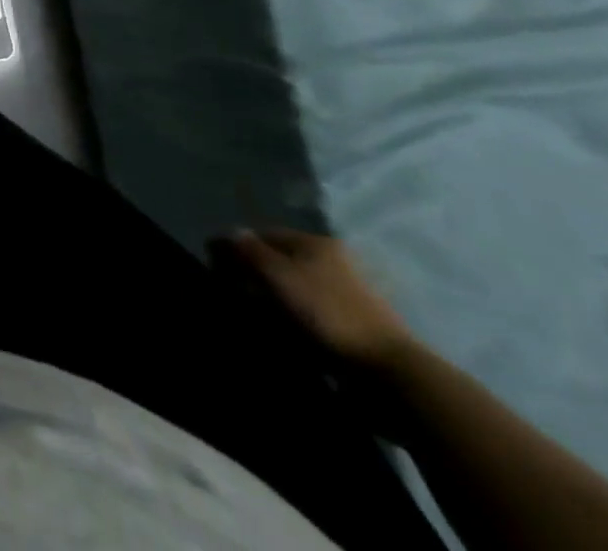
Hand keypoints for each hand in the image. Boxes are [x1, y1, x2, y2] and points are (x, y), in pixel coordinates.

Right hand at [229, 228, 415, 370]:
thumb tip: (227, 234)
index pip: (261, 234)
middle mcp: (330, 263)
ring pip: (290, 293)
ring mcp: (343, 297)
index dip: (235, 248)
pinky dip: (290, 325)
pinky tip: (283, 338)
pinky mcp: (350, 329)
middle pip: (276, 263)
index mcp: (315, 243)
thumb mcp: (276, 272)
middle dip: (253, 279)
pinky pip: (307, 319)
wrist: (390, 373)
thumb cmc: (327, 312)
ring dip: (270, 305)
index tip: (218, 272)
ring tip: (258, 323)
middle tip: (237, 299)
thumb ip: (245, 248)